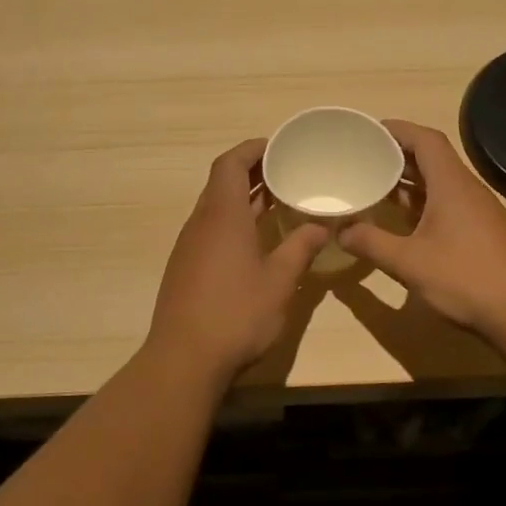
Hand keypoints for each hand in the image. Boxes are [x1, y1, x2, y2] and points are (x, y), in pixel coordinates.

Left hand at [145, 139, 326, 383]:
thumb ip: (300, 248)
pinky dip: (234, 223)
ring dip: (244, 199)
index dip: (252, 149)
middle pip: (222, 183)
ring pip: (215, 208)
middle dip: (252, 172)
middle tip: (287, 172)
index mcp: (222, 216)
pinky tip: (256, 242)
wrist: (184, 359)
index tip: (278, 146)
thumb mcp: (279, 281)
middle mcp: (200, 223)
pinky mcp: (185, 269)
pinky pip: (210, 231)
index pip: (230, 164)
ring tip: (278, 202)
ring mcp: (189, 247)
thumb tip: (322, 226)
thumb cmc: (236, 314)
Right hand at [339, 120, 505, 336]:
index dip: (397, 130)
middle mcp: (467, 190)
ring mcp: (477, 212)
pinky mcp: (481, 232)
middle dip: (397, 155)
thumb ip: (371, 243)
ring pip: (439, 184)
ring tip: (375, 186)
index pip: (426, 140)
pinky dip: (421, 204)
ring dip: (409, 182)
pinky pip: (446, 204)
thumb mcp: (409, 262)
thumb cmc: (465, 278)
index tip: (368, 132)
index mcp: (452, 184)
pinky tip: (402, 221)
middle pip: (432, 159)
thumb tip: (340, 232)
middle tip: (363, 159)